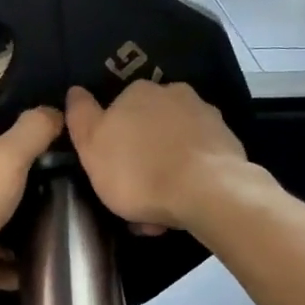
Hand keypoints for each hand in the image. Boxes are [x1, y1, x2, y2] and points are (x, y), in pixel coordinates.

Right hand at [65, 81, 249, 231]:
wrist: (207, 192)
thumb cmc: (138, 172)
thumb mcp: (91, 147)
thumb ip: (81, 117)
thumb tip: (76, 91)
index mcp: (138, 92)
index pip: (117, 111)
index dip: (111, 143)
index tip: (109, 172)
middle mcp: (174, 94)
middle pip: (148, 130)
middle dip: (141, 160)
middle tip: (135, 198)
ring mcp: (205, 117)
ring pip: (174, 148)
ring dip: (165, 174)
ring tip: (160, 213)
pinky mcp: (228, 142)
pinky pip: (198, 162)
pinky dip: (188, 180)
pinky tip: (183, 207)